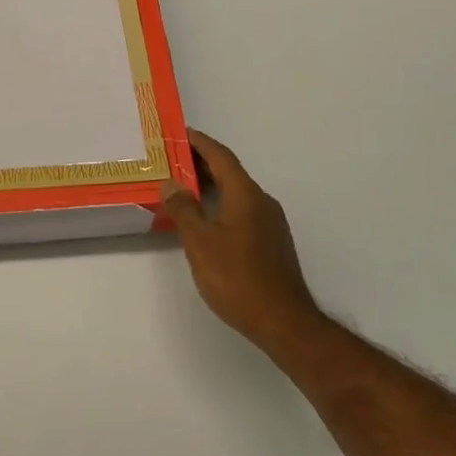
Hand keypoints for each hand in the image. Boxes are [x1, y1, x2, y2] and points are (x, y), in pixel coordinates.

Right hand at [163, 130, 322, 356]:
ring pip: (237, 192)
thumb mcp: (200, 243)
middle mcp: (261, 201)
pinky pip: (243, 210)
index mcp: (245, 194)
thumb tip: (171, 184)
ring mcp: (270, 222)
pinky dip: (222, 204)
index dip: (199, 142)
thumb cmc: (237, 278)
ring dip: (211, 185)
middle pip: (230, 172)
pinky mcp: (272, 242)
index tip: (179, 133)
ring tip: (183, 189)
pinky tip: (206, 220)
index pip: (221, 156)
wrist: (283, 321)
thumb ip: (183, 210)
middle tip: (172, 161)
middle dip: (202, 163)